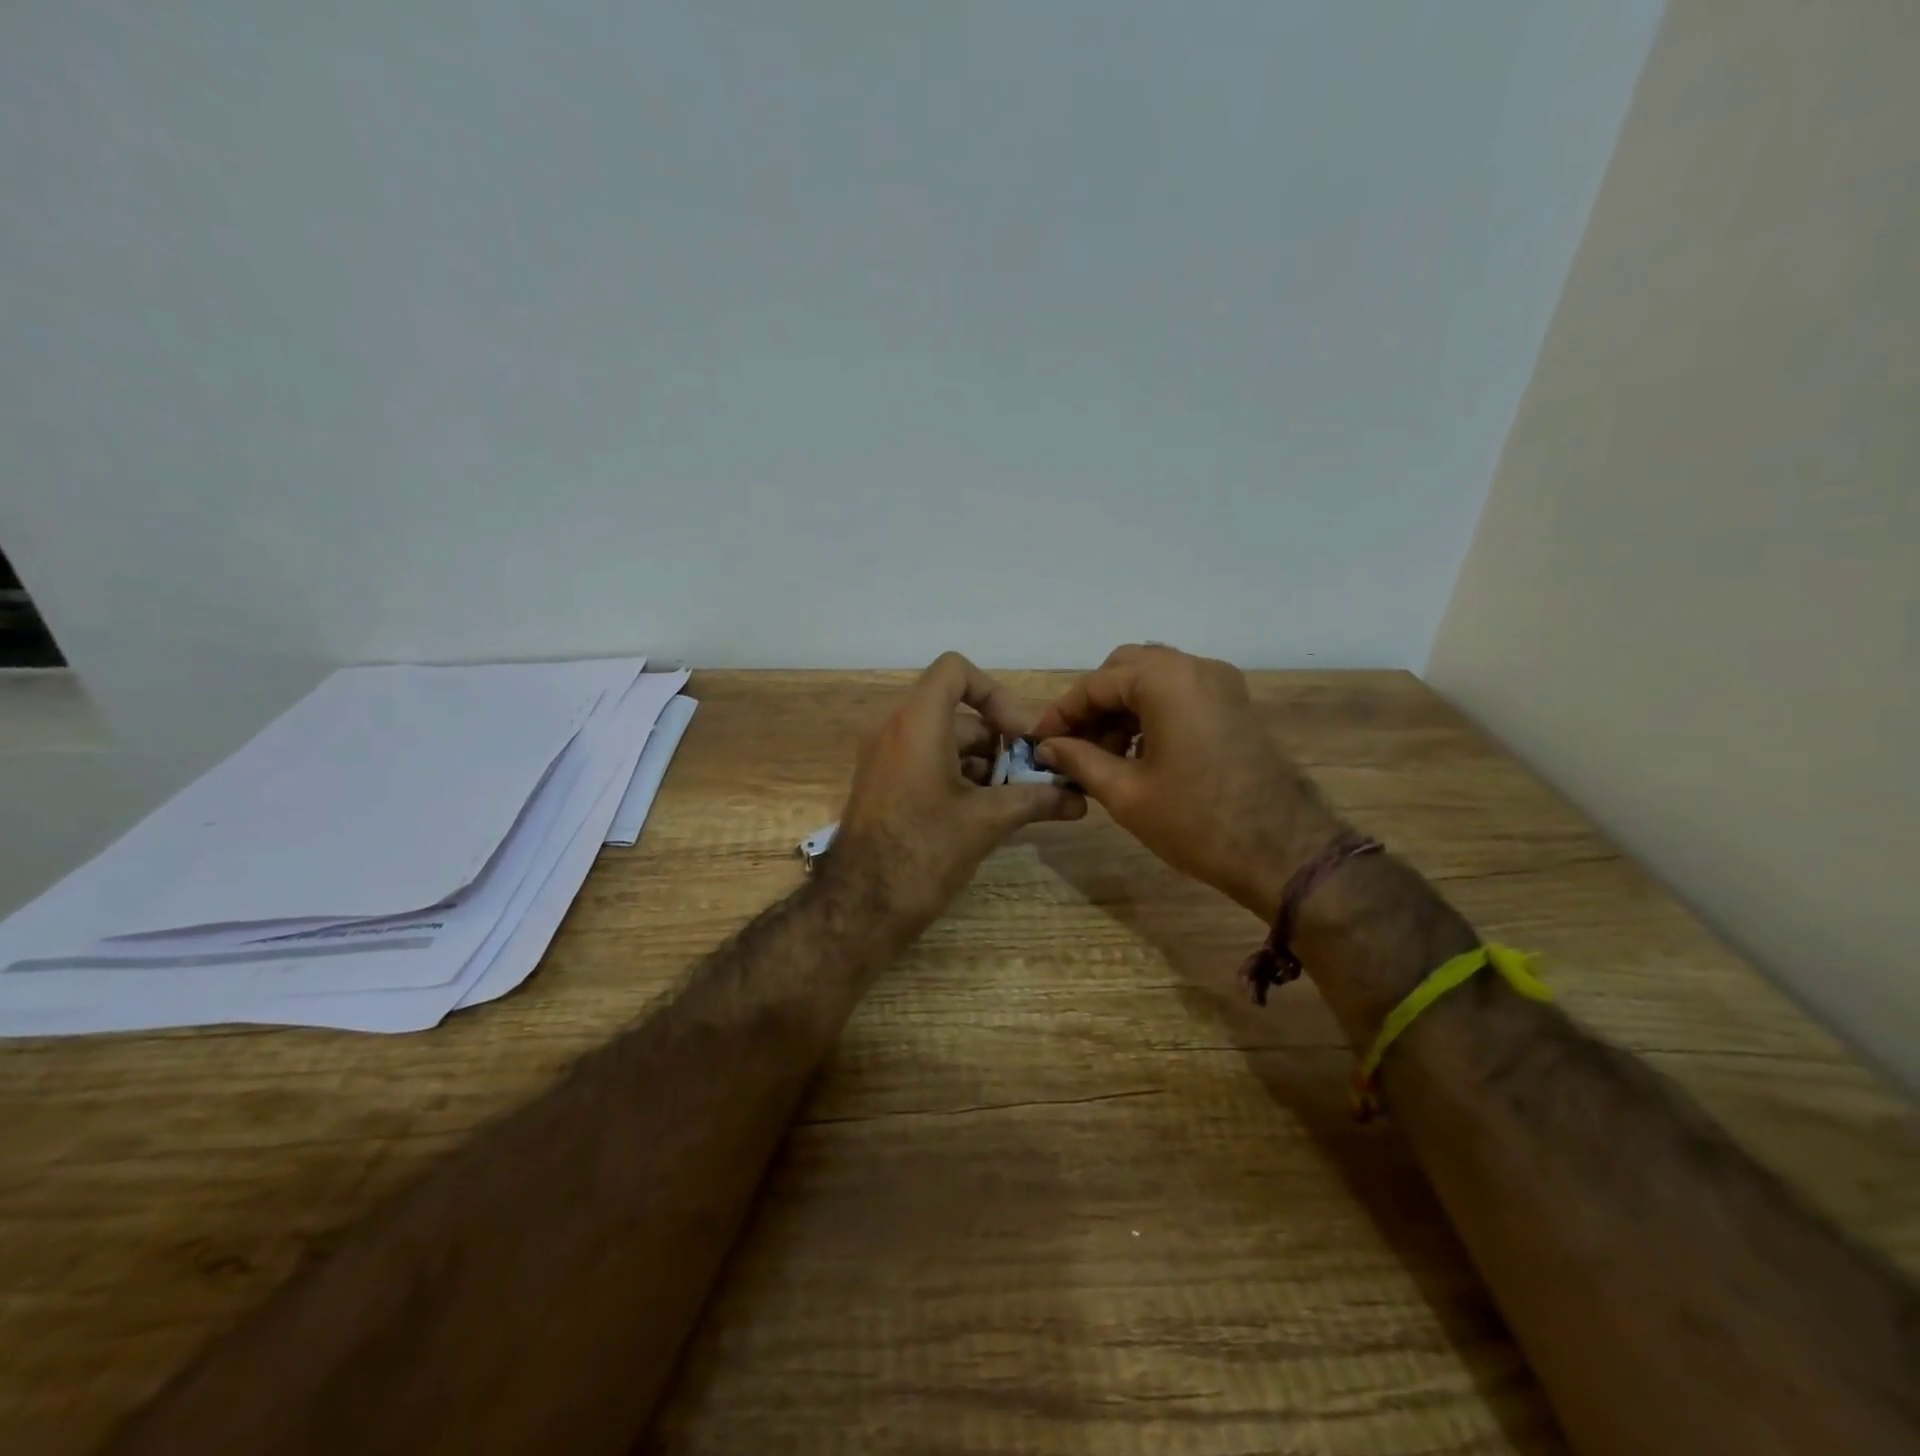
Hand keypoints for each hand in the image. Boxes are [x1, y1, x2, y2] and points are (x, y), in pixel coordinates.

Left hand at [829, 653, 1086, 939]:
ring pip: (943, 740)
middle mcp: (895, 729)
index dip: (994, 692)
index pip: (956, 670)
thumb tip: (1079, 800)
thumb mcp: (986, 821)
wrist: (860, 905)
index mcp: (918, 722)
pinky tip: (985, 813)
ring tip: (1015, 800)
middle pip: (956, 712)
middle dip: (999, 741)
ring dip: (982, 764)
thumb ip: (1036, 801)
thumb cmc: (924, 850)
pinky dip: (957, 776)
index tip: (1019, 735)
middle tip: (1031, 776)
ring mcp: (884, 757)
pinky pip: (925, 761)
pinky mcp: (882, 784)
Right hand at [1032, 645, 1341, 921]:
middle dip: (1093, 705)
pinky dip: (1151, 715)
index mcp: (1165, 680)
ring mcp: (1221, 684)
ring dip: (1122, 710)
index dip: (1061, 714)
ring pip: (1154, 680)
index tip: (1038, 744)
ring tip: (1101, 757)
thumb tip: (1047, 748)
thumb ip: (1079, 761)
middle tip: (1072, 746)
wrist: (1284, 851)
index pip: (1096, 684)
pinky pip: (1180, 694)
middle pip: (1125, 670)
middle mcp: (1195, 667)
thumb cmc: (1196, 821)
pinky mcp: (1235, 705)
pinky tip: (1137, 755)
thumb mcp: (1126, 793)